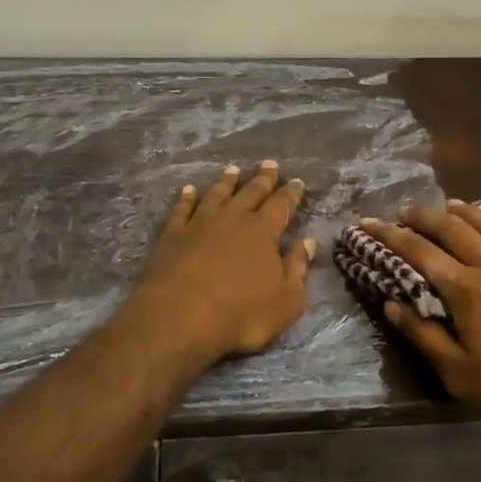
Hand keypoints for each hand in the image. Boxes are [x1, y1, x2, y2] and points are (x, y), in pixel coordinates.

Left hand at [116, 162, 314, 370]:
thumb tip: (307, 242)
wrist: (178, 317)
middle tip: (270, 164)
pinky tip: (189, 190)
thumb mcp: (285, 301)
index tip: (297, 181)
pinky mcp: (173, 234)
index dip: (291, 193)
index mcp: (263, 232)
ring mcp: (200, 223)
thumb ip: (297, 269)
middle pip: (251, 192)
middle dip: (263, 178)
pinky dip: (187, 197)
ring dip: (226, 181)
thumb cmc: (239, 315)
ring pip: (217, 194)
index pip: (282, 205)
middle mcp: (233, 218)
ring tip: (233, 169)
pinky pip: (183, 208)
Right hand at [364, 200, 480, 438]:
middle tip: (404, 211)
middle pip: (451, 228)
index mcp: (465, 290)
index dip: (389, 235)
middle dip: (423, 216)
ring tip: (447, 205)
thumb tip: (391, 305)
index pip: (418, 252)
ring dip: (463, 211)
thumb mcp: (463, 376)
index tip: (367, 222)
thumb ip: (424, 337)